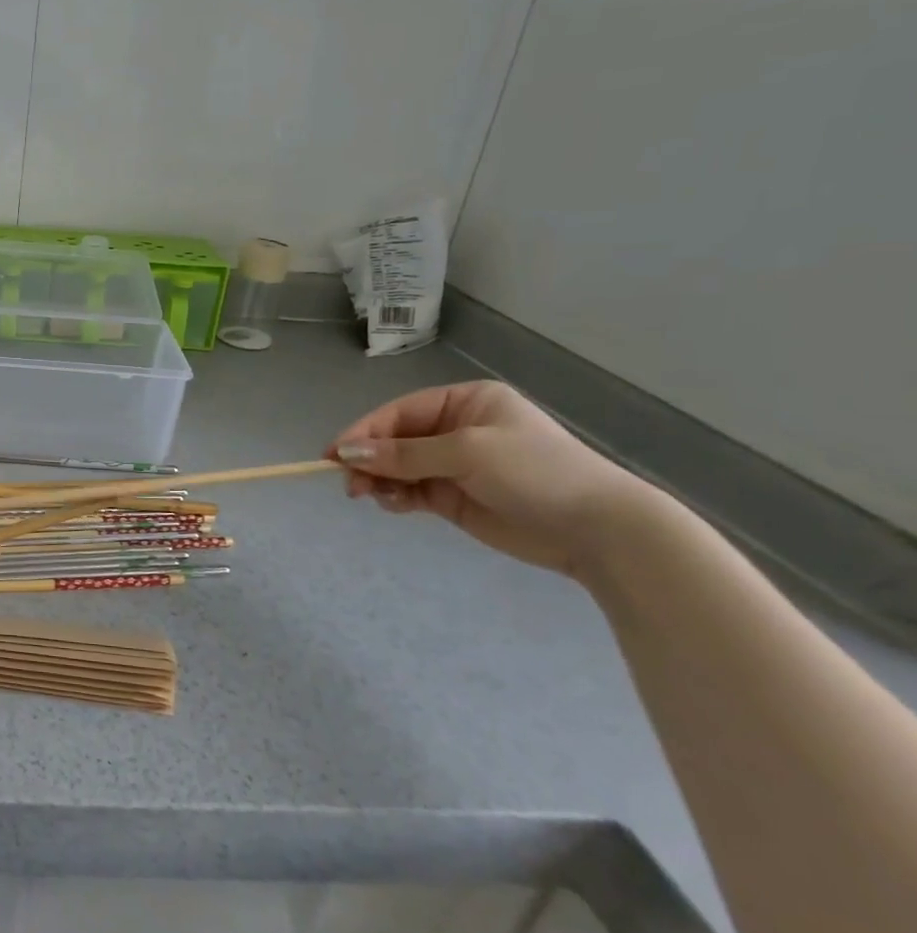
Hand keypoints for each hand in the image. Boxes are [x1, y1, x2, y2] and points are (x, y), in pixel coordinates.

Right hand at [328, 381, 653, 575]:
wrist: (597, 529)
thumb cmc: (535, 472)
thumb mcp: (466, 453)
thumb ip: (403, 454)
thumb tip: (346, 454)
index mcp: (465, 403)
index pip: (399, 413)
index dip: (364, 432)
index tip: (334, 454)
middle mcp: (456, 430)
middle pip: (394, 440)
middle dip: (369, 460)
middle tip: (349, 484)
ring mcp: (454, 465)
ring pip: (397, 468)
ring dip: (379, 480)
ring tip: (369, 496)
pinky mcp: (454, 497)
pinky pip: (410, 491)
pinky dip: (396, 497)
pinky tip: (394, 505)